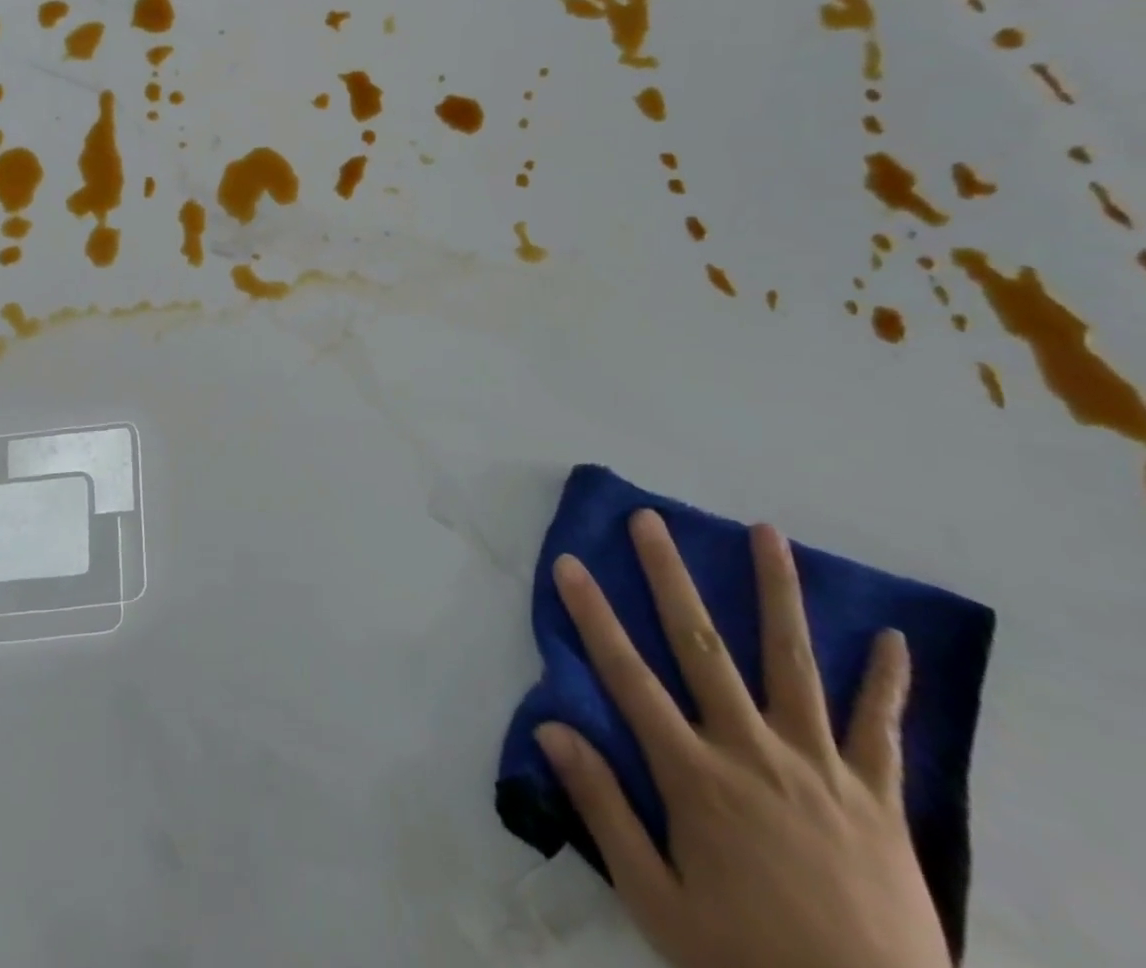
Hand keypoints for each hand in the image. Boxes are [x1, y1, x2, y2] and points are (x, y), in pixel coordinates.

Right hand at [535, 510, 950, 967]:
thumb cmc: (748, 964)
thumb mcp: (656, 902)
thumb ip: (604, 809)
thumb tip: (550, 729)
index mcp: (695, 777)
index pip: (627, 676)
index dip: (593, 616)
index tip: (570, 564)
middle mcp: (752, 752)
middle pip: (702, 646)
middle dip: (670, 577)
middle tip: (650, 520)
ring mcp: (820, 768)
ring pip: (794, 664)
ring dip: (777, 594)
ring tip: (766, 534)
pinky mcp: (878, 798)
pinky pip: (882, 730)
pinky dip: (888, 682)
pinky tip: (894, 637)